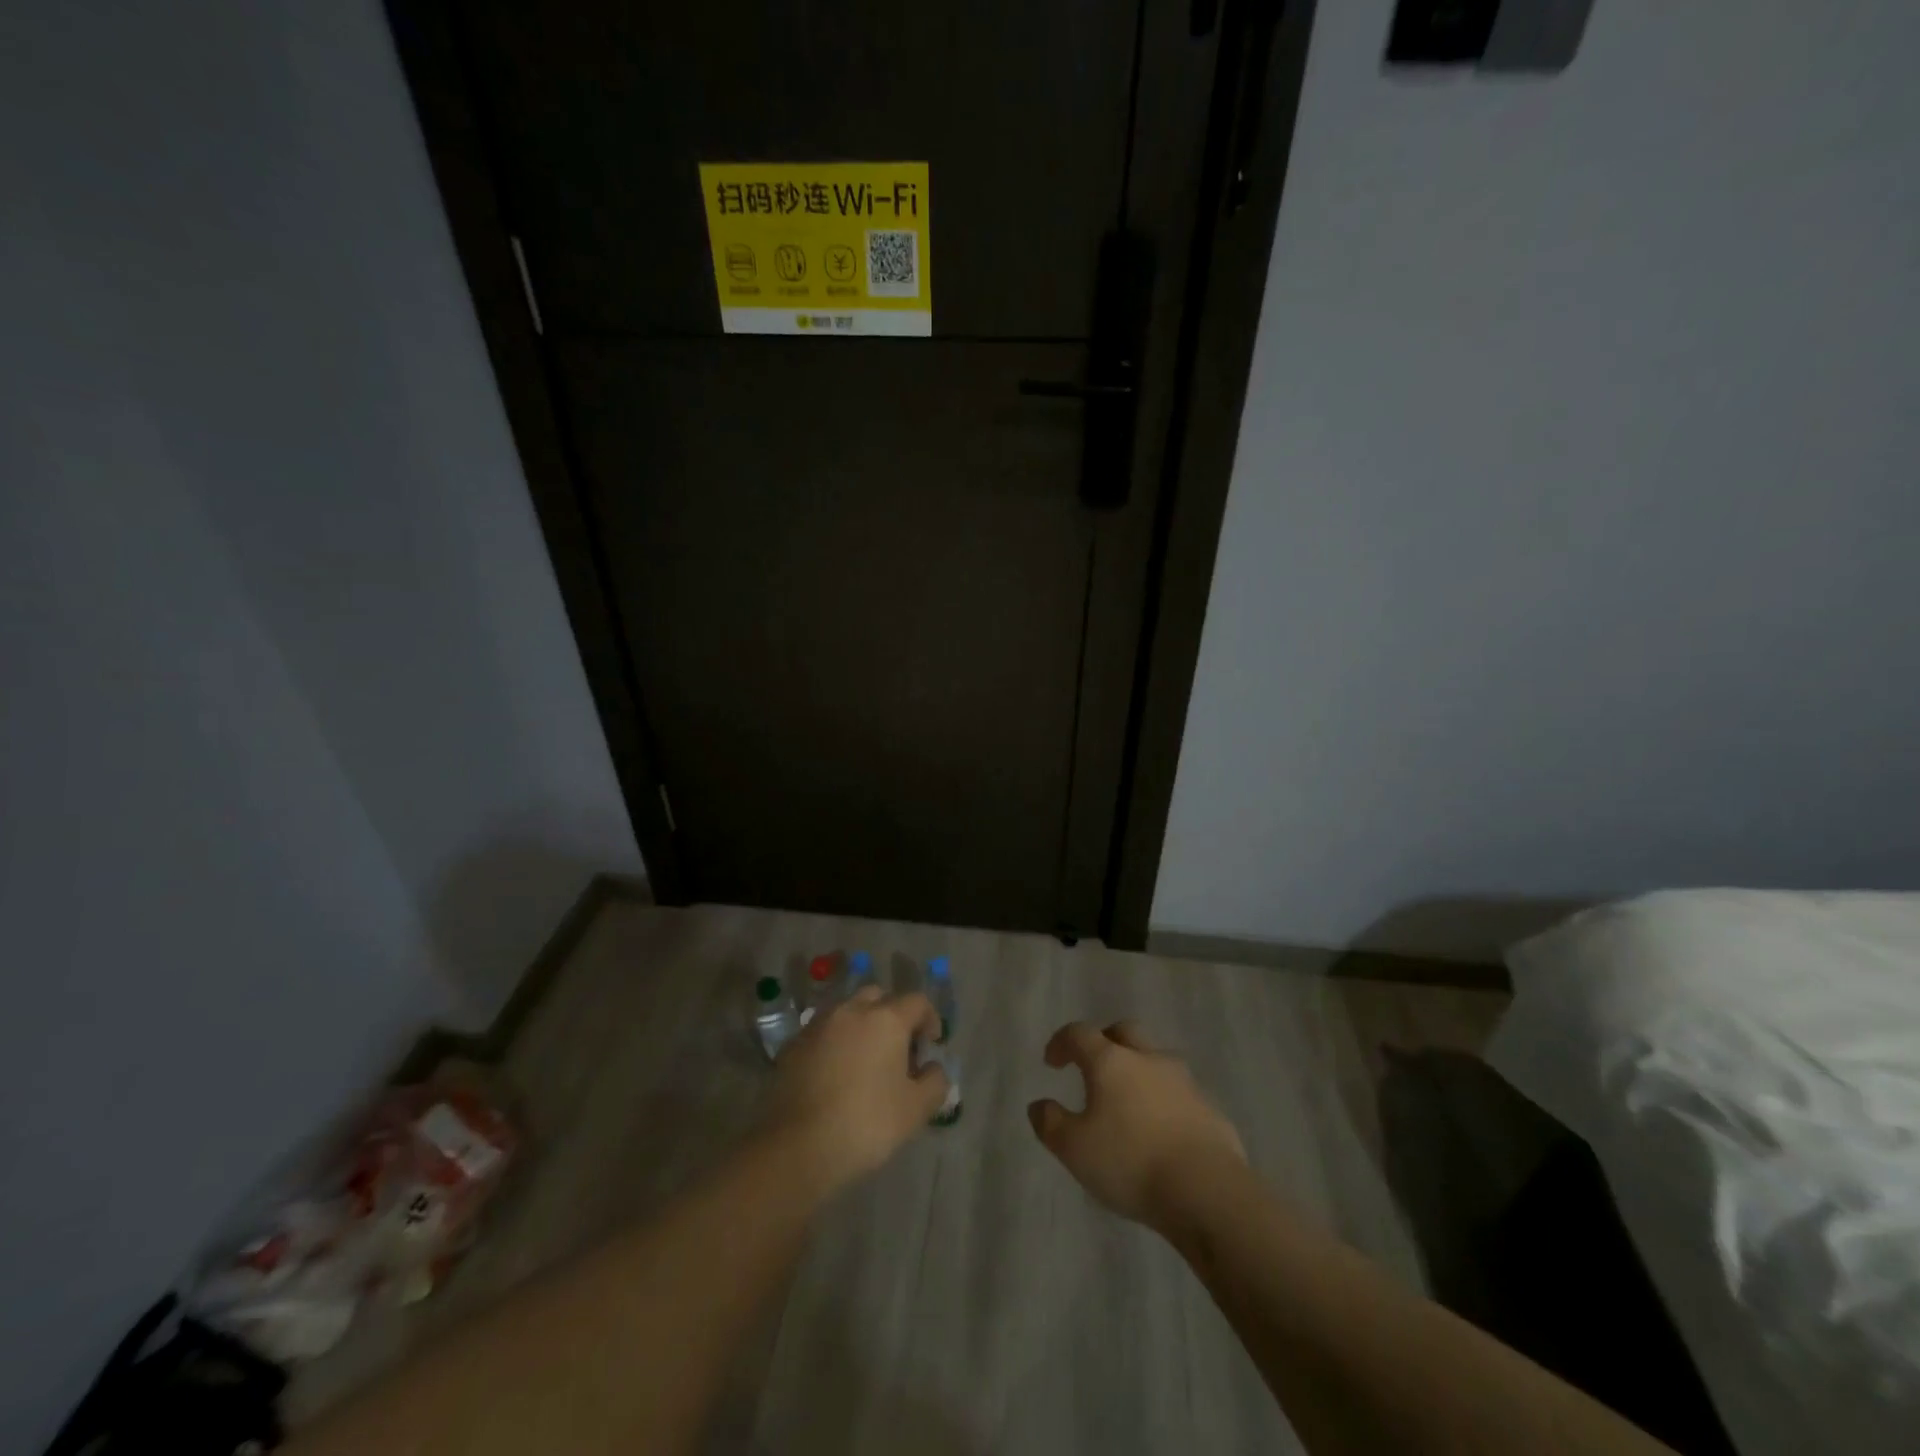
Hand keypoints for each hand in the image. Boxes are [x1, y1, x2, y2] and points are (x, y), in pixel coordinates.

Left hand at [763, 987, 948, 1192]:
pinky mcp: (794, 1045)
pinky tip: (836, 1075)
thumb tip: (932, 1068)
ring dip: (862, 1027)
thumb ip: (935, 1082)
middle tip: (898, 1049)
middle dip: (893, 1016)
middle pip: (879, 998)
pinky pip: (824, 1033)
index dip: (930, 1020)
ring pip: (848, 1012)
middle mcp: (851, 1010)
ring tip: (865, 1061)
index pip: (917, 1001)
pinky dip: (836, 1043)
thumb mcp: (916, 1110)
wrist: (797, 1147)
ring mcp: (818, 1024)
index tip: (931, 1046)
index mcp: (886, 1018)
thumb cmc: (866, 1123)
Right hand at [1028, 1021, 1245, 1229]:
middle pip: (1124, 1032)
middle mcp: (1148, 1059)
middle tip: (1093, 1066)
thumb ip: (1050, 1123)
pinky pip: (1180, 1093)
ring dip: (1138, 1071)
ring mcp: (1184, 1081)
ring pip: (1156, 1060)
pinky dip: (1164, 1101)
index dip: (1062, 1042)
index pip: (1080, 1034)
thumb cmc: (1131, 1162)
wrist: (1207, 1190)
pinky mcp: (1210, 1108)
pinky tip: (1160, 1130)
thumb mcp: (1074, 1149)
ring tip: (1128, 1103)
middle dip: (1105, 1042)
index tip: (1052, 1062)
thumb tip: (1039, 1105)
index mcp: (1111, 1061)